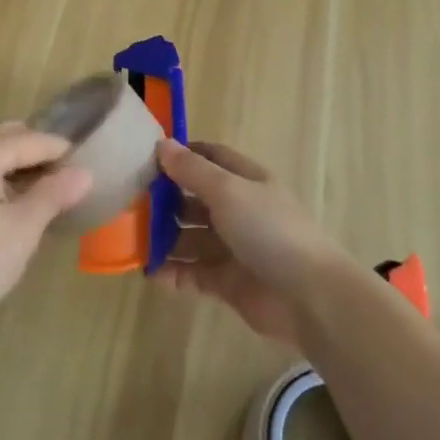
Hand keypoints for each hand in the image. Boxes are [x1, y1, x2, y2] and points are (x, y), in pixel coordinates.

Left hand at [0, 123, 91, 342]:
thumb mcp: (22, 230)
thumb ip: (54, 195)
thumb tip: (85, 172)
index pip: (31, 140)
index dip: (61, 151)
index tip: (88, 165)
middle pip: (8, 139)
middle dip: (38, 155)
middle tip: (67, 179)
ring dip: (17, 168)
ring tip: (44, 195)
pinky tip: (11, 209)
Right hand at [154, 140, 343, 345]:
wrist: (309, 296)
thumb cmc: (268, 229)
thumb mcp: (228, 191)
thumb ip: (192, 170)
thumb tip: (162, 143)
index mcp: (245, 180)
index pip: (211, 157)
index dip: (183, 155)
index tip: (148, 158)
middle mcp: (239, 210)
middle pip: (196, 199)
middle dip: (166, 200)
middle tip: (131, 203)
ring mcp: (234, 248)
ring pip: (192, 237)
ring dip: (166, 238)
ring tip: (134, 239)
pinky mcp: (228, 282)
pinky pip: (194, 273)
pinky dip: (173, 272)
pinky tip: (150, 272)